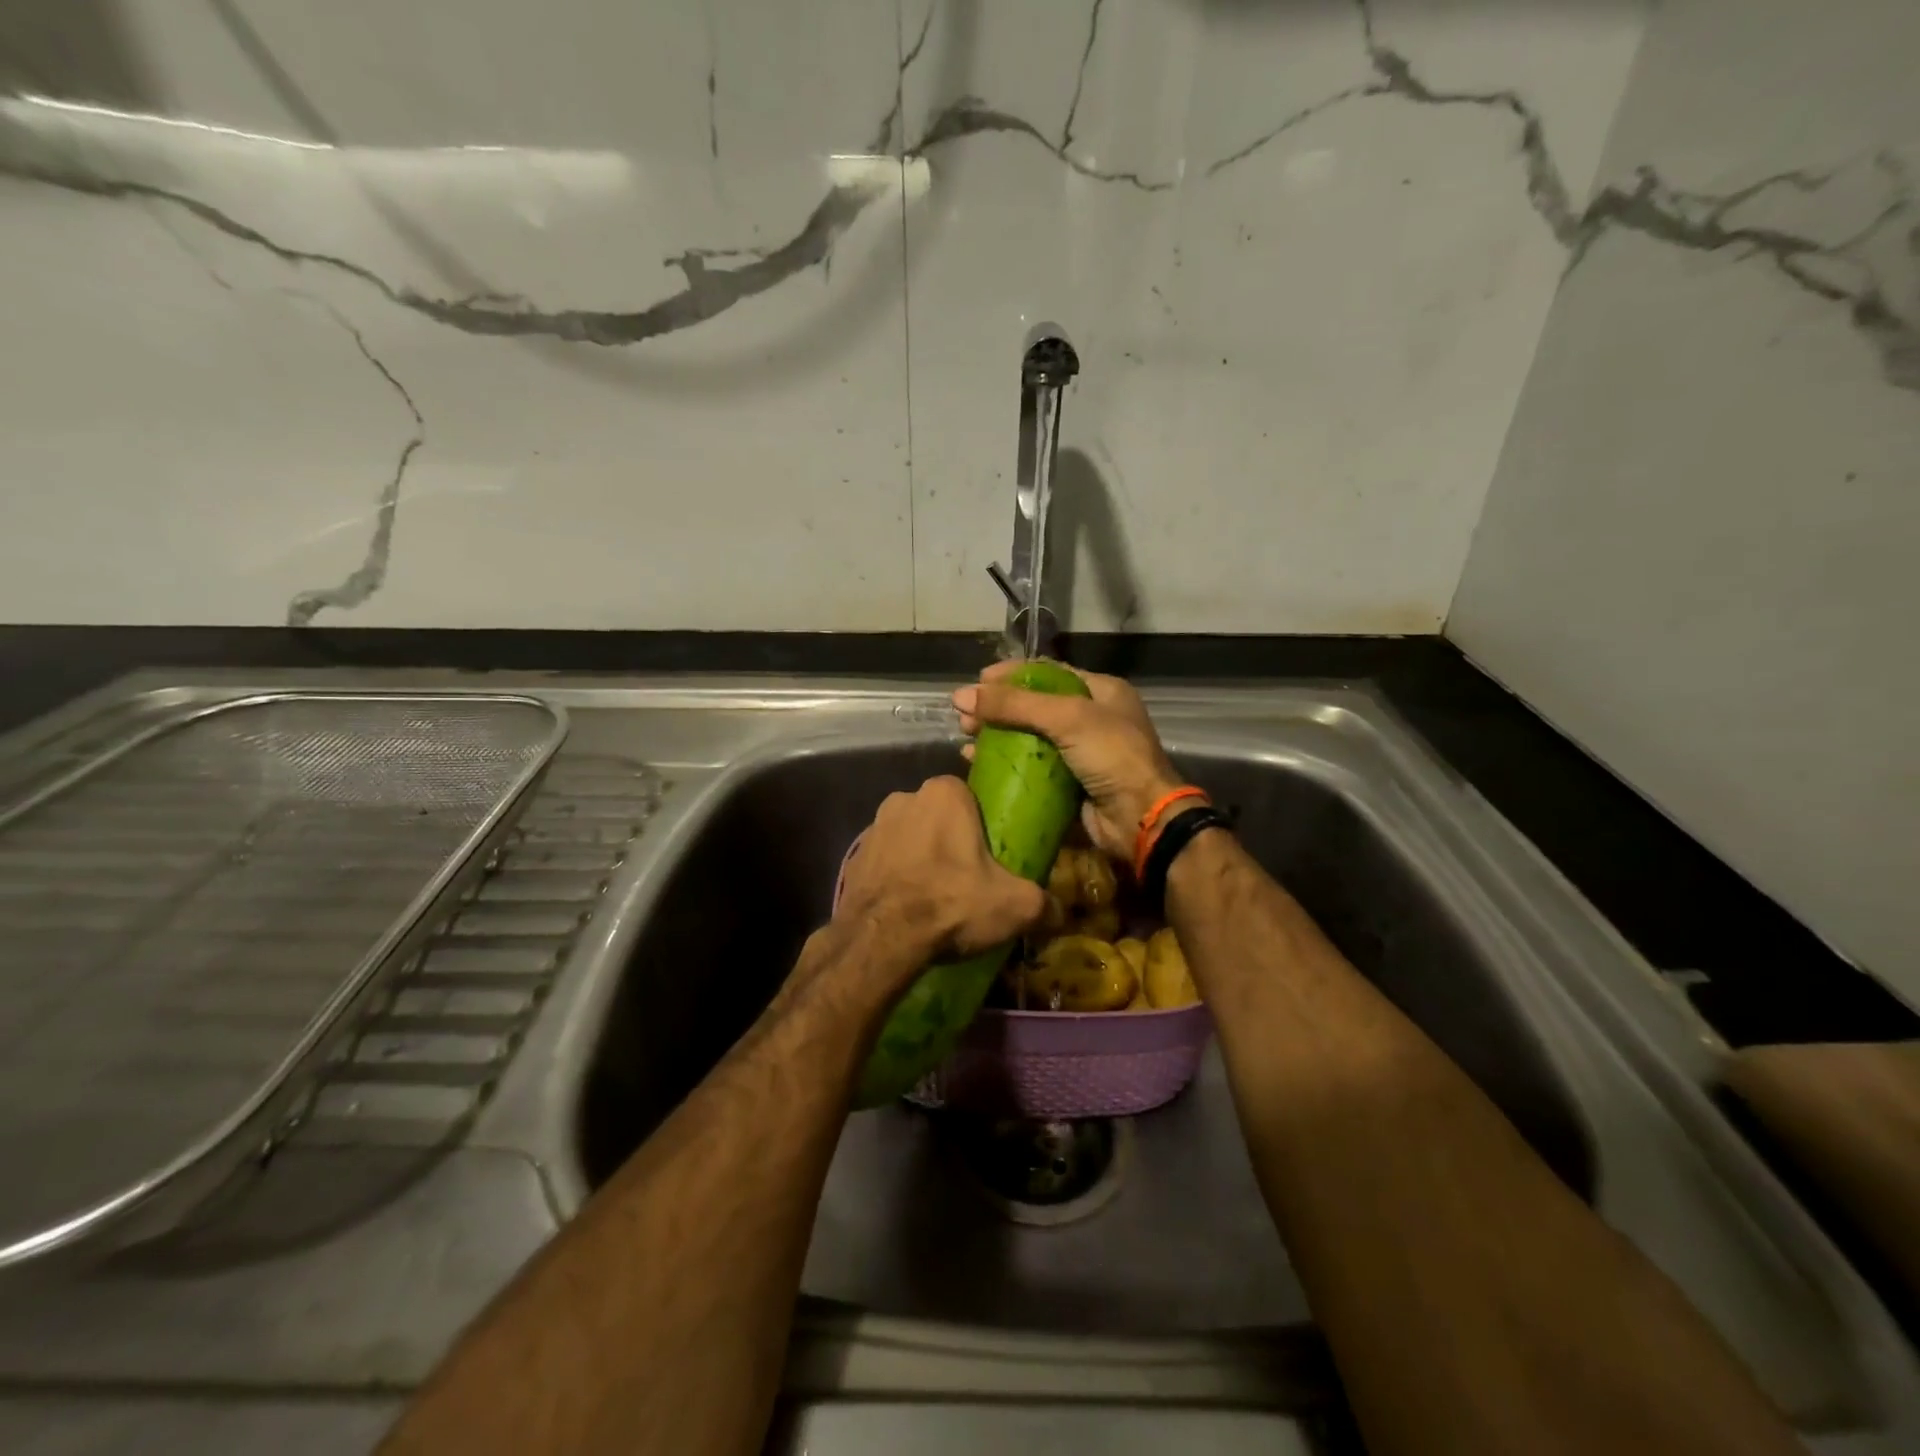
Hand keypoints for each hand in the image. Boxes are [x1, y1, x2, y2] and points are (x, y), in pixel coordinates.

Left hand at [834, 775, 1047, 964]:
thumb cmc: (951, 903)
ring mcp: (873, 827)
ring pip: (909, 836)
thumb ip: (1044, 904)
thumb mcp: (1015, 905)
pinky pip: (885, 861)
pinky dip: (896, 877)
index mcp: (944, 793)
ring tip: (935, 895)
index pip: (969, 794)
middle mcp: (905, 797)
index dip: (981, 823)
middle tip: (966, 877)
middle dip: (950, 839)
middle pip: (938, 815)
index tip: (990, 853)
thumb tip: (1059, 914)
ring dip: (920, 857)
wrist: (880, 939)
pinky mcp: (854, 857)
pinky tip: (906, 906)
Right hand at [953, 662, 1181, 862]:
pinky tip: (976, 762)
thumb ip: (1015, 705)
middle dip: (998, 708)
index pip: (1048, 673)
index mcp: (1100, 691)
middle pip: (1033, 705)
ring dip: (996, 735)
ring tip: (965, 737)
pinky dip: (1003, 763)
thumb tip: (961, 695)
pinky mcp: (1068, 783)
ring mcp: (1079, 753)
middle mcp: (1090, 718)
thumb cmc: (1112, 756)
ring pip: (1028, 737)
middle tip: (965, 715)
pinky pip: (1029, 767)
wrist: (1141, 819)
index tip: (977, 682)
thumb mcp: (1067, 718)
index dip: (1011, 675)